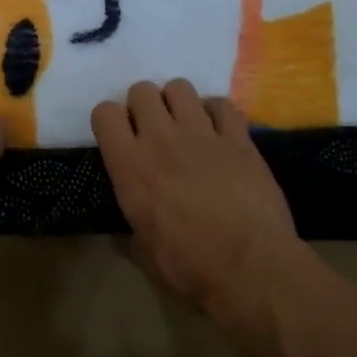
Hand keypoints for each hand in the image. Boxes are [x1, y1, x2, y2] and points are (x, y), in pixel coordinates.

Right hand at [92, 79, 302, 327]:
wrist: (252, 269)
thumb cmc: (191, 268)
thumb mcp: (145, 253)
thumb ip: (130, 230)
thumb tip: (123, 232)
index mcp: (131, 166)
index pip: (104, 112)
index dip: (111, 121)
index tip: (120, 138)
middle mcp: (161, 138)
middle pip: (141, 90)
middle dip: (144, 105)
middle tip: (154, 131)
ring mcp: (201, 133)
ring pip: (179, 87)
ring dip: (178, 103)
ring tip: (186, 126)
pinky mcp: (238, 138)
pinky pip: (221, 103)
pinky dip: (217, 113)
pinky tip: (219, 132)